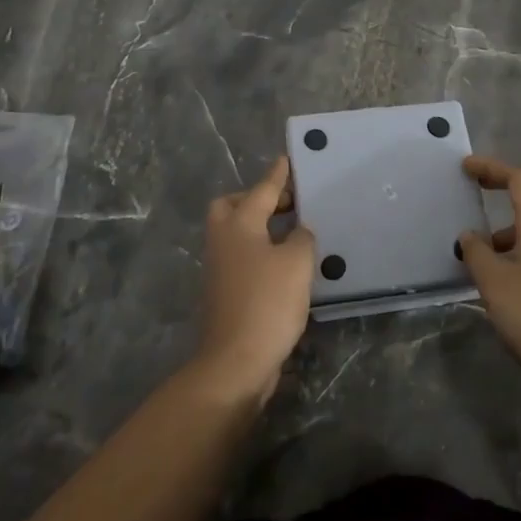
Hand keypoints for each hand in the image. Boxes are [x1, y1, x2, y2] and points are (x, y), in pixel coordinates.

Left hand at [194, 156, 315, 406]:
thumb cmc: (267, 303)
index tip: (287, 159)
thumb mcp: (296, 263)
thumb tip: (297, 232)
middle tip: (288, 204)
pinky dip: (261, 252)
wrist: (235, 361)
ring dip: (261, 227)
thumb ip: (301, 238)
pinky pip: (243, 258)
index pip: (262, 190)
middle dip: (257, 200)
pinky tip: (286, 264)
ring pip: (237, 233)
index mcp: (239, 225)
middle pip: (233, 207)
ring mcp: (220, 268)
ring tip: (293, 232)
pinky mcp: (225, 292)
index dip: (278, 175)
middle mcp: (223, 241)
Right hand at [459, 155, 520, 397]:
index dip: (492, 168)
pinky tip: (511, 266)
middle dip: (511, 181)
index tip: (466, 168)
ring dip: (520, 214)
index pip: (519, 178)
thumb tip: (470, 235)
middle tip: (483, 189)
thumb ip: (476, 252)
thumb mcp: (493, 283)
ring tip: (489, 244)